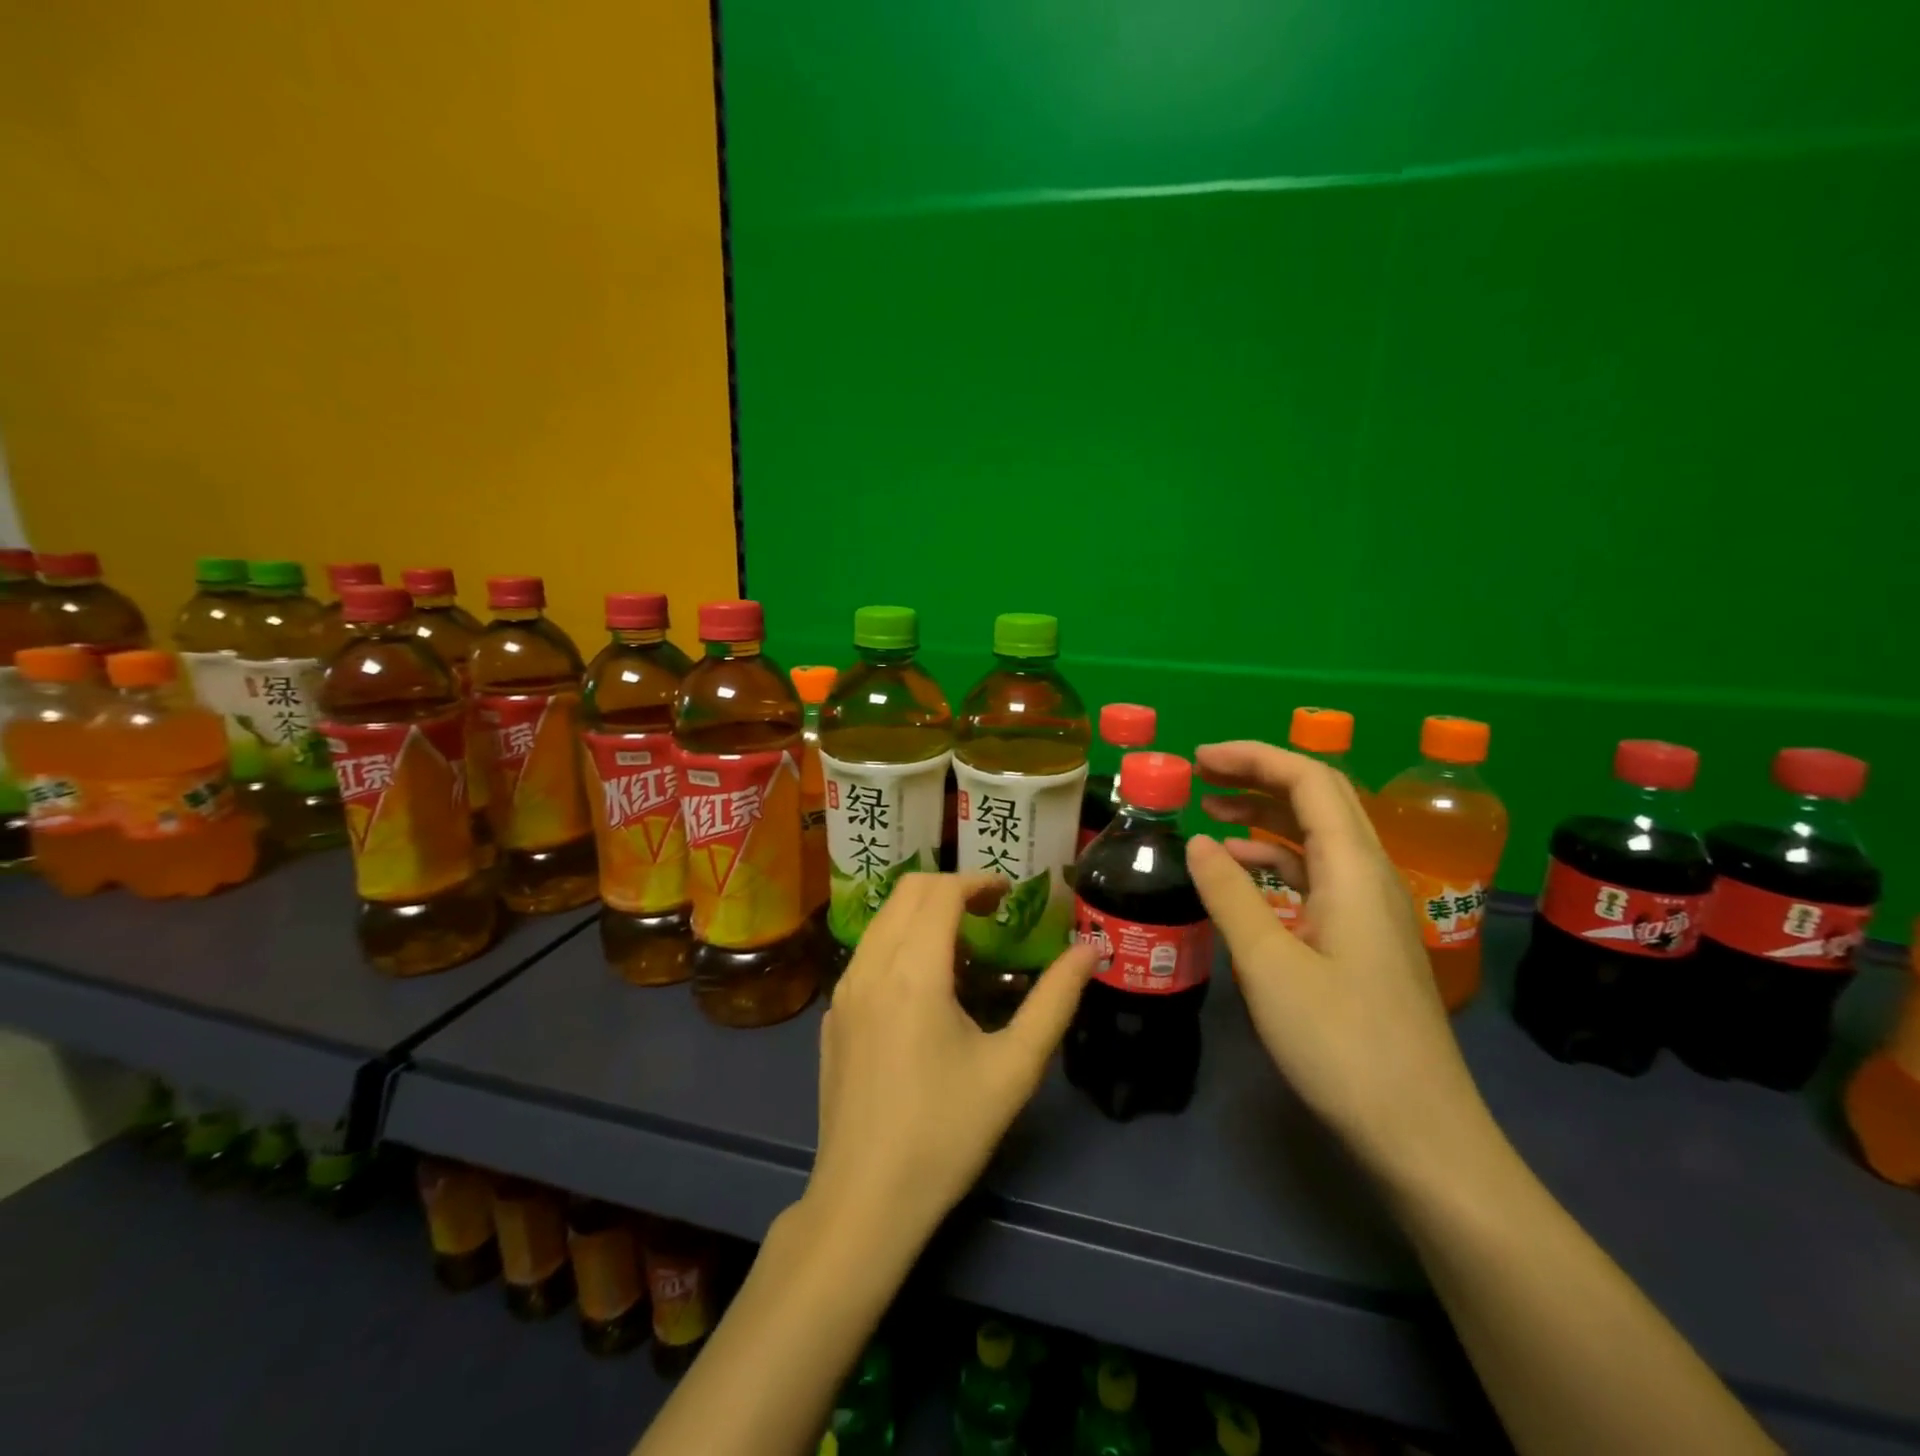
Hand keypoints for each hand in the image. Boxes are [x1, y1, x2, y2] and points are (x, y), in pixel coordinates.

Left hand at [805, 872, 1095, 1248]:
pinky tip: (922, 983)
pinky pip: (866, 953)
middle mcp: (870, 966)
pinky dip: (898, 940)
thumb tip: (1090, 949)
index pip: (940, 891)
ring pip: (881, 919)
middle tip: (990, 911)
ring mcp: (843, 991)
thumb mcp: (1014, 1068)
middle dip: (950, 887)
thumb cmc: (947, 1133)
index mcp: (913, 971)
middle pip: (906, 892)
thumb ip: (1055, 1001)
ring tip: (962, 940)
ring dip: (921, 911)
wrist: (865, 1200)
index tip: (1009, 893)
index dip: (977, 881)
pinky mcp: (833, 1016)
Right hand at [1189, 742, 1493, 1185]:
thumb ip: (1230, 894)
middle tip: (1200, 774)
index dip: (1253, 757)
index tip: (1198, 759)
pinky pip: (1318, 874)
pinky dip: (1276, 858)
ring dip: (1266, 814)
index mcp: (1354, 869)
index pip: (1309, 780)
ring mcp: (1371, 907)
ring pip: (1318, 836)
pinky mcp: (1364, 938)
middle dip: (1259, 775)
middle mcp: (1371, 875)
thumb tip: (1196, 841)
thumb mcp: (1269, 965)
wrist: (1421, 1133)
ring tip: (1210, 813)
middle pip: (1319, 798)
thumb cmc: (1342, 1045)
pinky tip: (1242, 872)